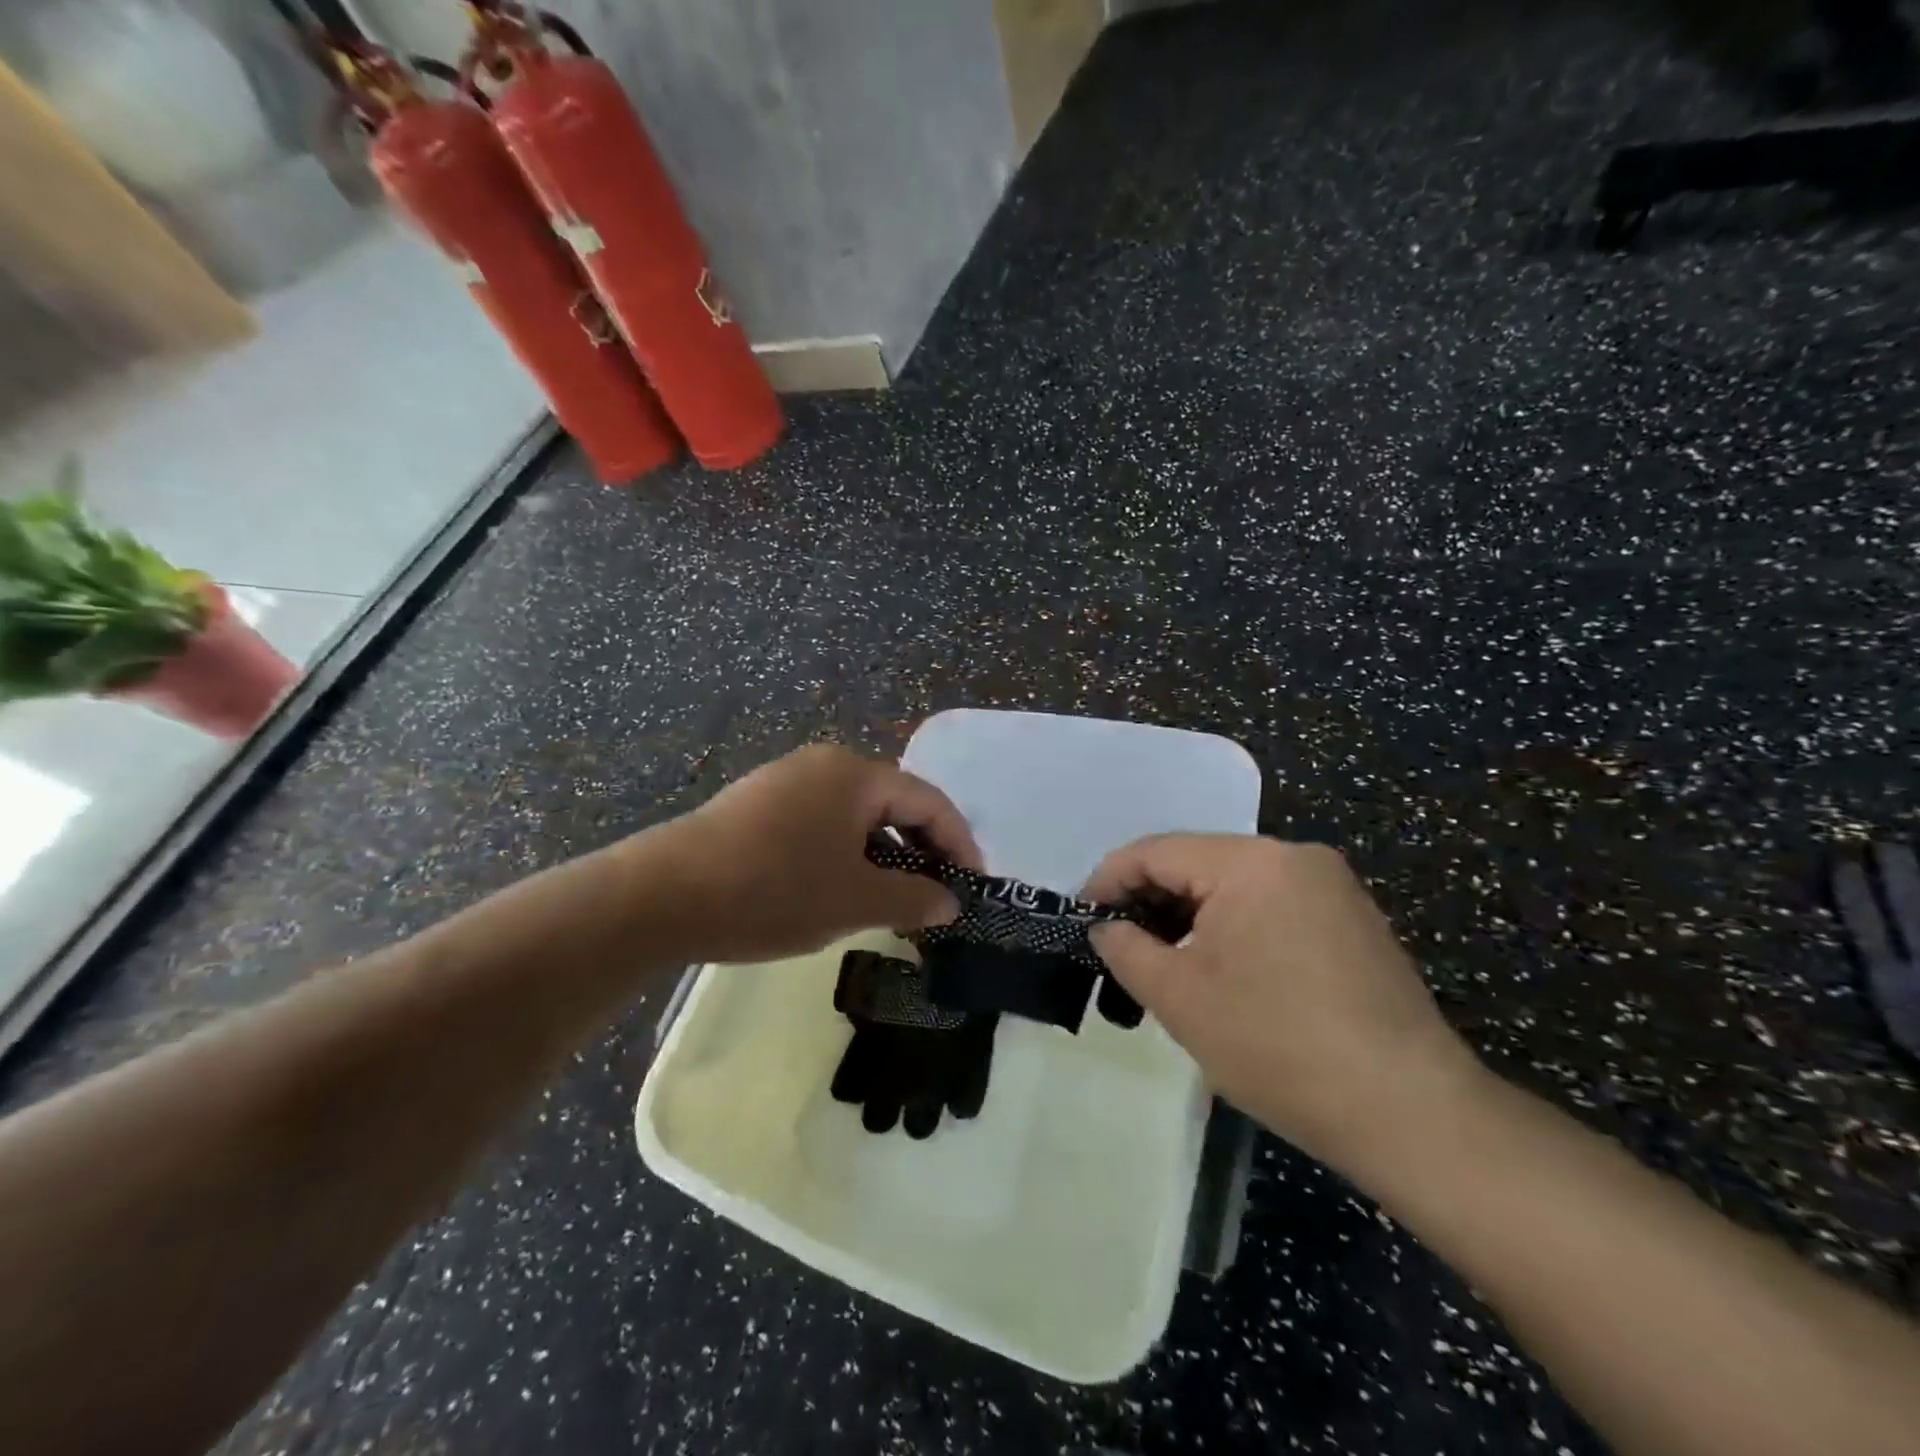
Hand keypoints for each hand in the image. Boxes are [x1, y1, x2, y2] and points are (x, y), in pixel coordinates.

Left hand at [641, 744, 981, 964]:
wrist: (663, 895)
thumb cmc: (773, 890)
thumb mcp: (855, 899)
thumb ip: (913, 897)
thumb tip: (951, 901)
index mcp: (855, 774)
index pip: (928, 800)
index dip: (958, 843)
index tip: (973, 885)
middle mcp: (824, 764)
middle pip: (893, 802)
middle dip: (920, 849)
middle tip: (935, 896)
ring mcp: (786, 780)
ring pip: (856, 814)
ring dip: (882, 853)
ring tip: (891, 899)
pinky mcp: (758, 802)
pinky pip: (821, 821)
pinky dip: (845, 851)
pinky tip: (838, 887)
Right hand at [1085, 835, 1484, 1177]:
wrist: (1411, 1113)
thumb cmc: (1279, 1047)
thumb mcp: (1180, 998)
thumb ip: (1126, 949)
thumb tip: (1105, 927)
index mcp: (1252, 862)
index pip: (1156, 852)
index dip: (1109, 880)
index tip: (1081, 918)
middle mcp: (1294, 856)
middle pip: (1196, 863)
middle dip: (1150, 900)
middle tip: (1117, 946)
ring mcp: (1330, 886)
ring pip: (1233, 884)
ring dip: (1189, 916)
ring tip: (1162, 962)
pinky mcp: (1351, 918)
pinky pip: (1270, 904)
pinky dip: (1231, 927)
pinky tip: (1219, 969)